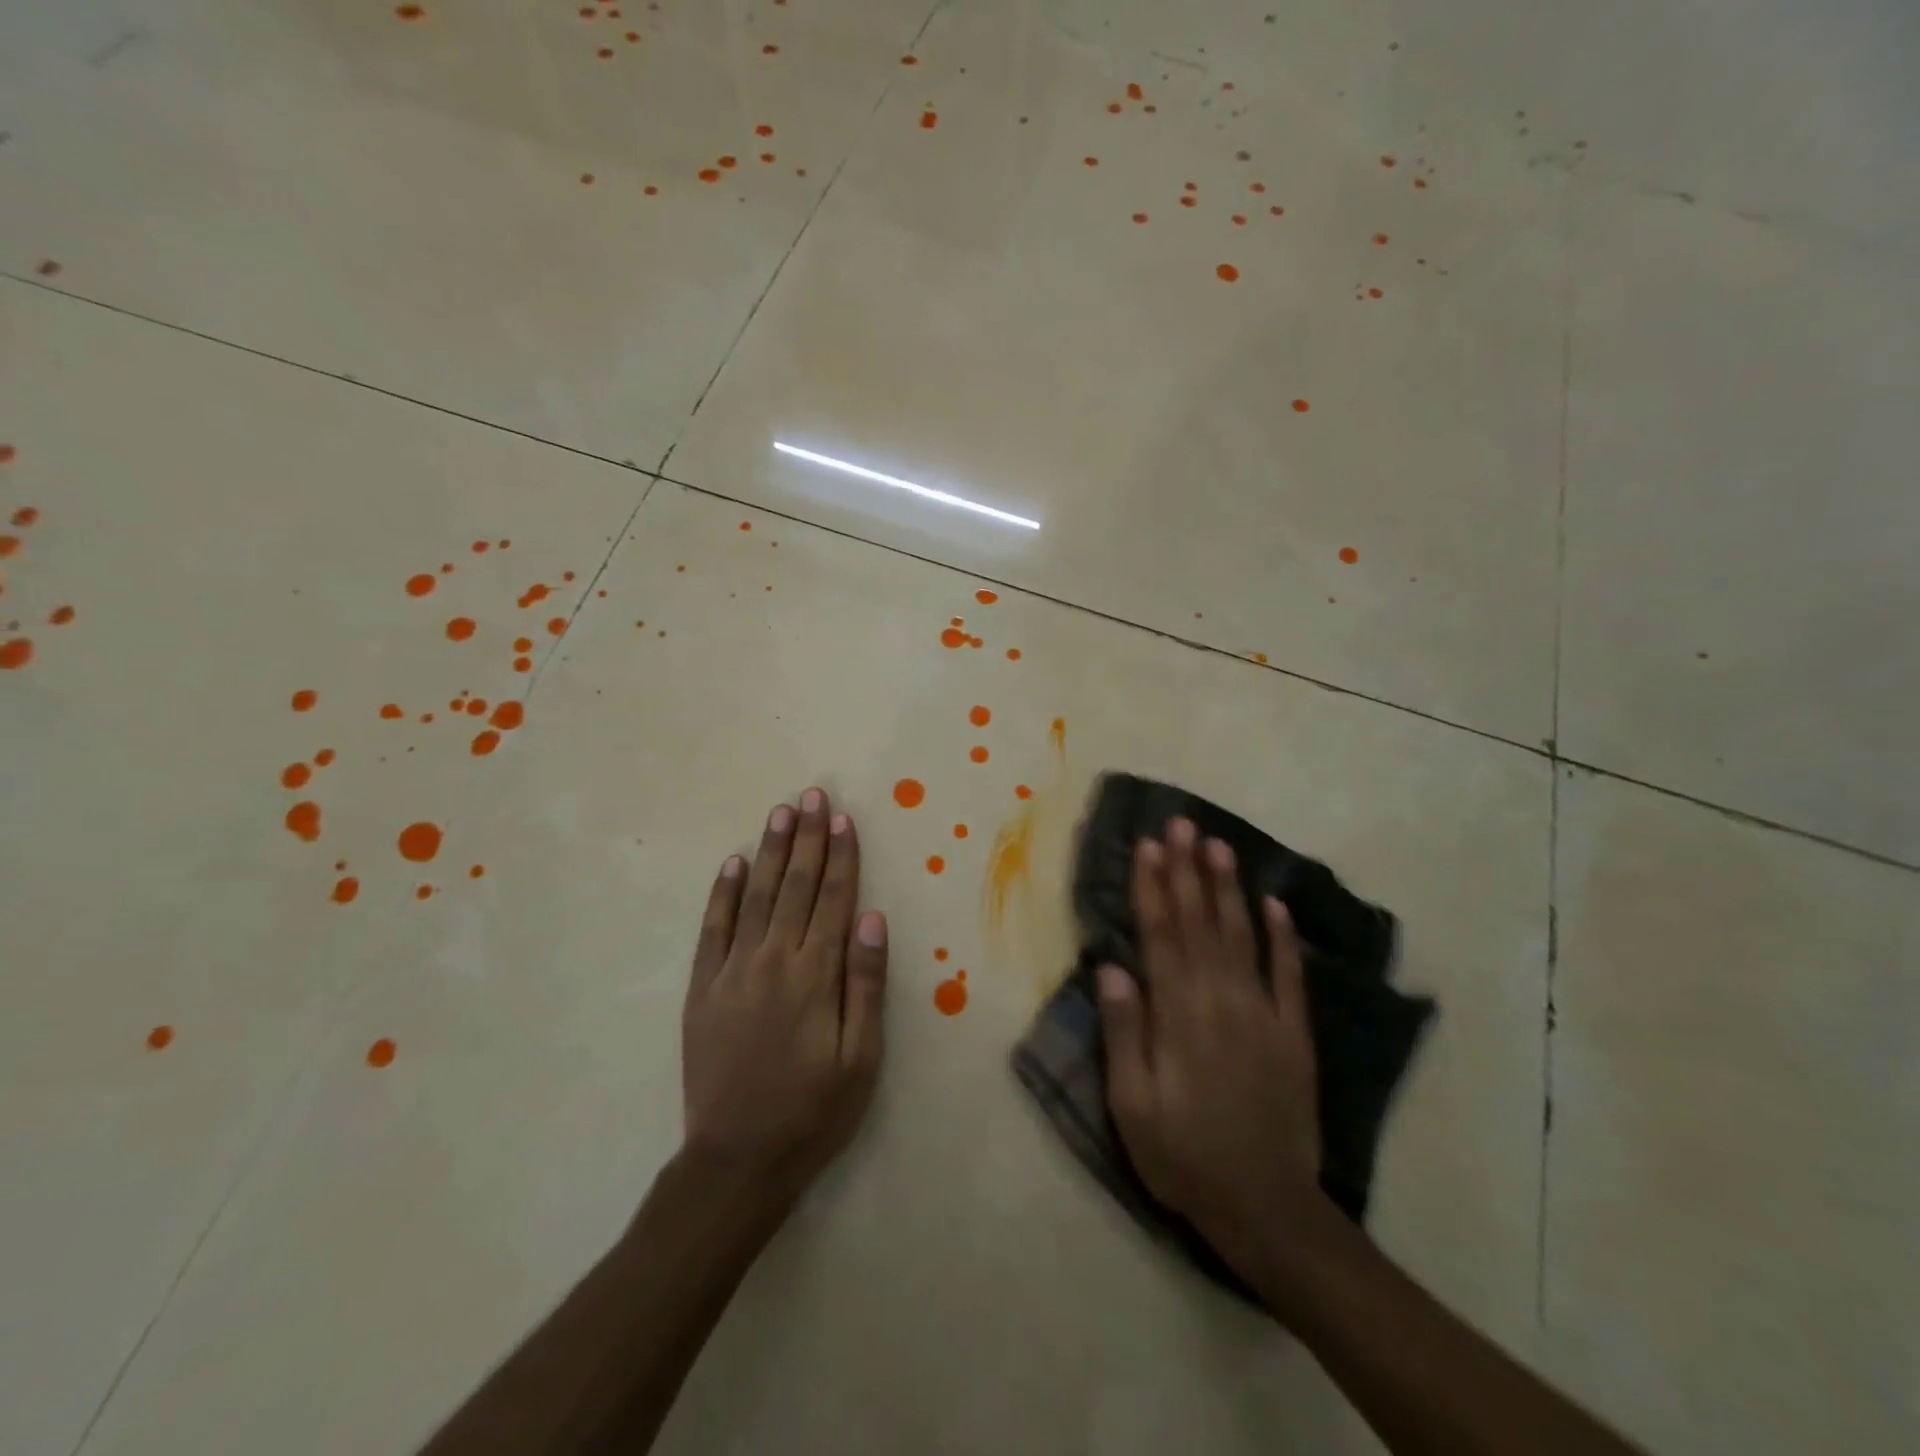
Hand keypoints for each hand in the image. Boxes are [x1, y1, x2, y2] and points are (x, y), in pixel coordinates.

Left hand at [681, 788, 887, 1204]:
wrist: (738, 1159)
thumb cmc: (814, 1111)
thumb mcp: (862, 1058)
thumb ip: (866, 985)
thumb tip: (873, 919)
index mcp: (817, 975)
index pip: (835, 900)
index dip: (841, 856)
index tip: (843, 818)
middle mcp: (774, 961)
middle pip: (797, 887)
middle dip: (807, 838)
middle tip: (812, 795)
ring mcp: (733, 972)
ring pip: (757, 896)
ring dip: (771, 851)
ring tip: (781, 813)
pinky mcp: (702, 989)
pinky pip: (712, 929)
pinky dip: (723, 893)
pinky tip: (734, 863)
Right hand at [1097, 817, 1325, 1262]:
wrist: (1267, 1208)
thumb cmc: (1184, 1156)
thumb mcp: (1132, 1104)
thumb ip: (1123, 1031)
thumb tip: (1111, 966)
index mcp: (1178, 1014)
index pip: (1161, 935)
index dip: (1153, 887)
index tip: (1148, 845)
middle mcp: (1221, 1000)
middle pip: (1200, 922)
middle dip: (1188, 870)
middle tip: (1183, 824)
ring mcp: (1263, 1014)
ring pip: (1242, 936)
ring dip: (1229, 888)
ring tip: (1220, 845)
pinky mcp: (1294, 1034)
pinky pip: (1288, 975)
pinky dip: (1282, 937)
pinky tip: (1275, 904)